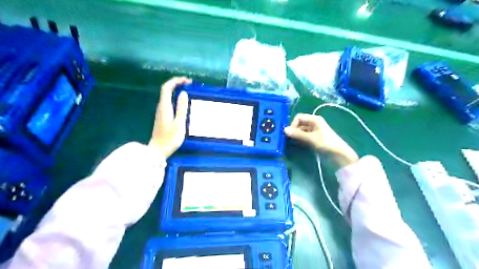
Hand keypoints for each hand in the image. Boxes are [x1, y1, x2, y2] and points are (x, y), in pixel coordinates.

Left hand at [149, 76, 191, 157]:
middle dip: (177, 84)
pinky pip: (169, 102)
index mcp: (165, 107)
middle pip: (166, 90)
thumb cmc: (170, 138)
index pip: (167, 88)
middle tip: (190, 84)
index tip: (187, 81)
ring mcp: (161, 112)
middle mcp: (161, 107)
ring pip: (167, 96)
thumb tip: (184, 93)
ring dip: (177, 90)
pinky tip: (183, 102)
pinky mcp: (162, 117)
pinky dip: (176, 98)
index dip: (176, 81)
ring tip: (188, 90)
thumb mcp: (179, 123)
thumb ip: (182, 108)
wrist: (158, 151)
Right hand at [282, 114, 356, 167]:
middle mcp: (313, 123)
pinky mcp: (314, 138)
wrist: (339, 155)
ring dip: (296, 135)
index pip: (299, 117)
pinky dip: (300, 139)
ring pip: (301, 131)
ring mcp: (314, 131)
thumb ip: (297, 134)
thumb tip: (284, 130)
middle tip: (289, 139)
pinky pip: (304, 136)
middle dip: (294, 130)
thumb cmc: (326, 143)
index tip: (290, 134)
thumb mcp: (311, 138)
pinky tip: (298, 145)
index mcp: (314, 119)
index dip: (293, 124)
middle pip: (299, 124)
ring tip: (293, 143)